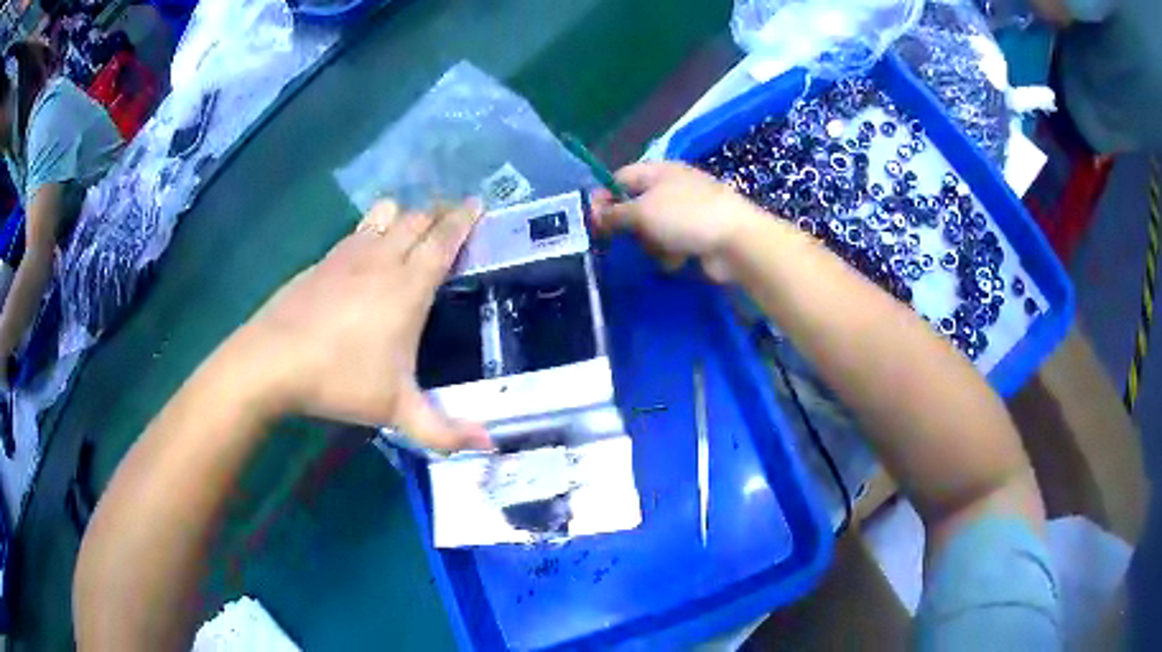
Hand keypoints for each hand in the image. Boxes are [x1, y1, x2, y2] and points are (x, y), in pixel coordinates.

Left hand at [220, 199, 490, 451]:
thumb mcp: (396, 411)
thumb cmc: (340, 379)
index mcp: (409, 287)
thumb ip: (445, 431)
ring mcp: (349, 254)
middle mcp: (383, 259)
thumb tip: (492, 445)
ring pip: (386, 215)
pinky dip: (374, 227)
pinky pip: (359, 229)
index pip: (444, 241)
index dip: (464, 219)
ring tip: (413, 226)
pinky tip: (369, 247)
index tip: (479, 202)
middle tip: (453, 215)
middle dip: (439, 212)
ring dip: (406, 214)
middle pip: (417, 219)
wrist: (273, 360)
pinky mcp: (324, 260)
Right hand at [590, 162, 764, 280]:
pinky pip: (670, 245)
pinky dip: (671, 254)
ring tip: (661, 250)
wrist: (737, 242)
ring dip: (651, 244)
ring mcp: (686, 213)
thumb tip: (594, 215)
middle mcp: (671, 188)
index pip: (619, 178)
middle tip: (622, 241)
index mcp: (658, 171)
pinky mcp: (697, 236)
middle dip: (629, 226)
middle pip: (634, 206)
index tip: (592, 221)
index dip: (603, 197)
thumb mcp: (642, 211)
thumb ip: (614, 213)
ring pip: (651, 230)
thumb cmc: (686, 217)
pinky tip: (679, 260)